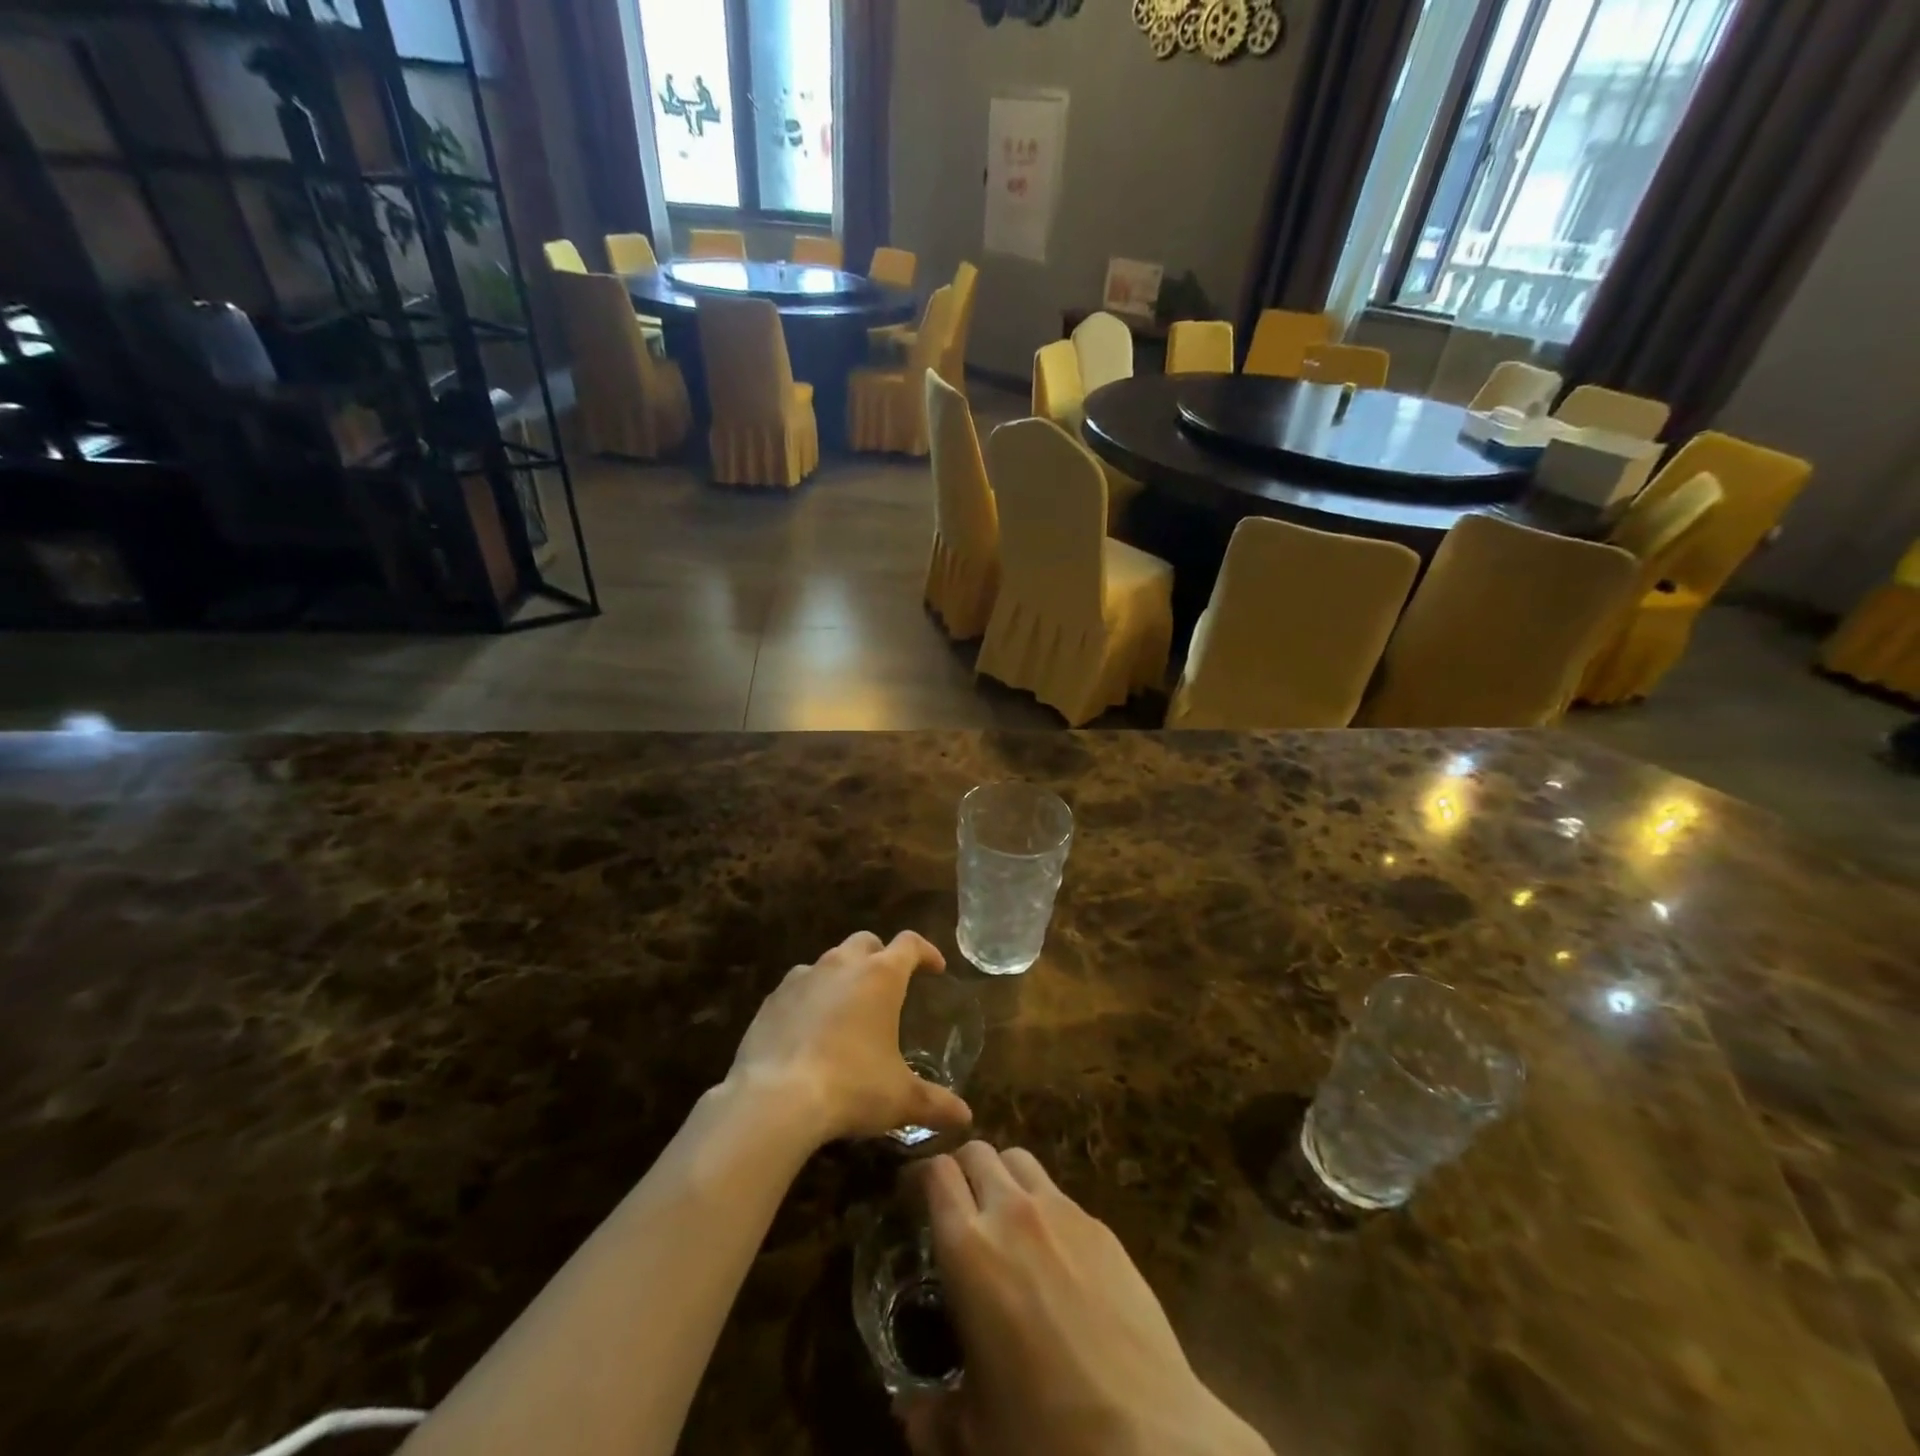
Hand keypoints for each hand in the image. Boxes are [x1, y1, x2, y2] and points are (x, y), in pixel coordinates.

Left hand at [725, 931, 973, 1145]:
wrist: (775, 1098)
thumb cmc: (851, 1088)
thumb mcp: (900, 1099)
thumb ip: (935, 1103)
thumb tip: (966, 1116)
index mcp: (881, 976)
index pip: (910, 944)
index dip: (926, 951)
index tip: (935, 968)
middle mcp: (842, 965)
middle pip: (866, 942)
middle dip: (881, 956)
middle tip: (889, 984)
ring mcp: (802, 977)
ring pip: (829, 961)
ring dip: (843, 975)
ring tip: (848, 1008)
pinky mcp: (772, 999)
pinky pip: (798, 986)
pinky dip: (810, 997)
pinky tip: (810, 1028)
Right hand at [903, 1143, 1271, 1455]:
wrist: (1147, 1436)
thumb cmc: (1045, 1433)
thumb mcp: (975, 1431)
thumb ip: (931, 1414)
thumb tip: (908, 1411)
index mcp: (969, 1249)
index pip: (936, 1172)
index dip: (918, 1176)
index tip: (909, 1197)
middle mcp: (1012, 1212)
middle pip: (977, 1152)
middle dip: (959, 1169)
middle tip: (954, 1206)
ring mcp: (1062, 1212)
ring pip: (1019, 1160)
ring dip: (1001, 1176)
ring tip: (1001, 1215)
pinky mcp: (1101, 1226)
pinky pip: (1058, 1193)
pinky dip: (1041, 1204)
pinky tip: (1051, 1251)